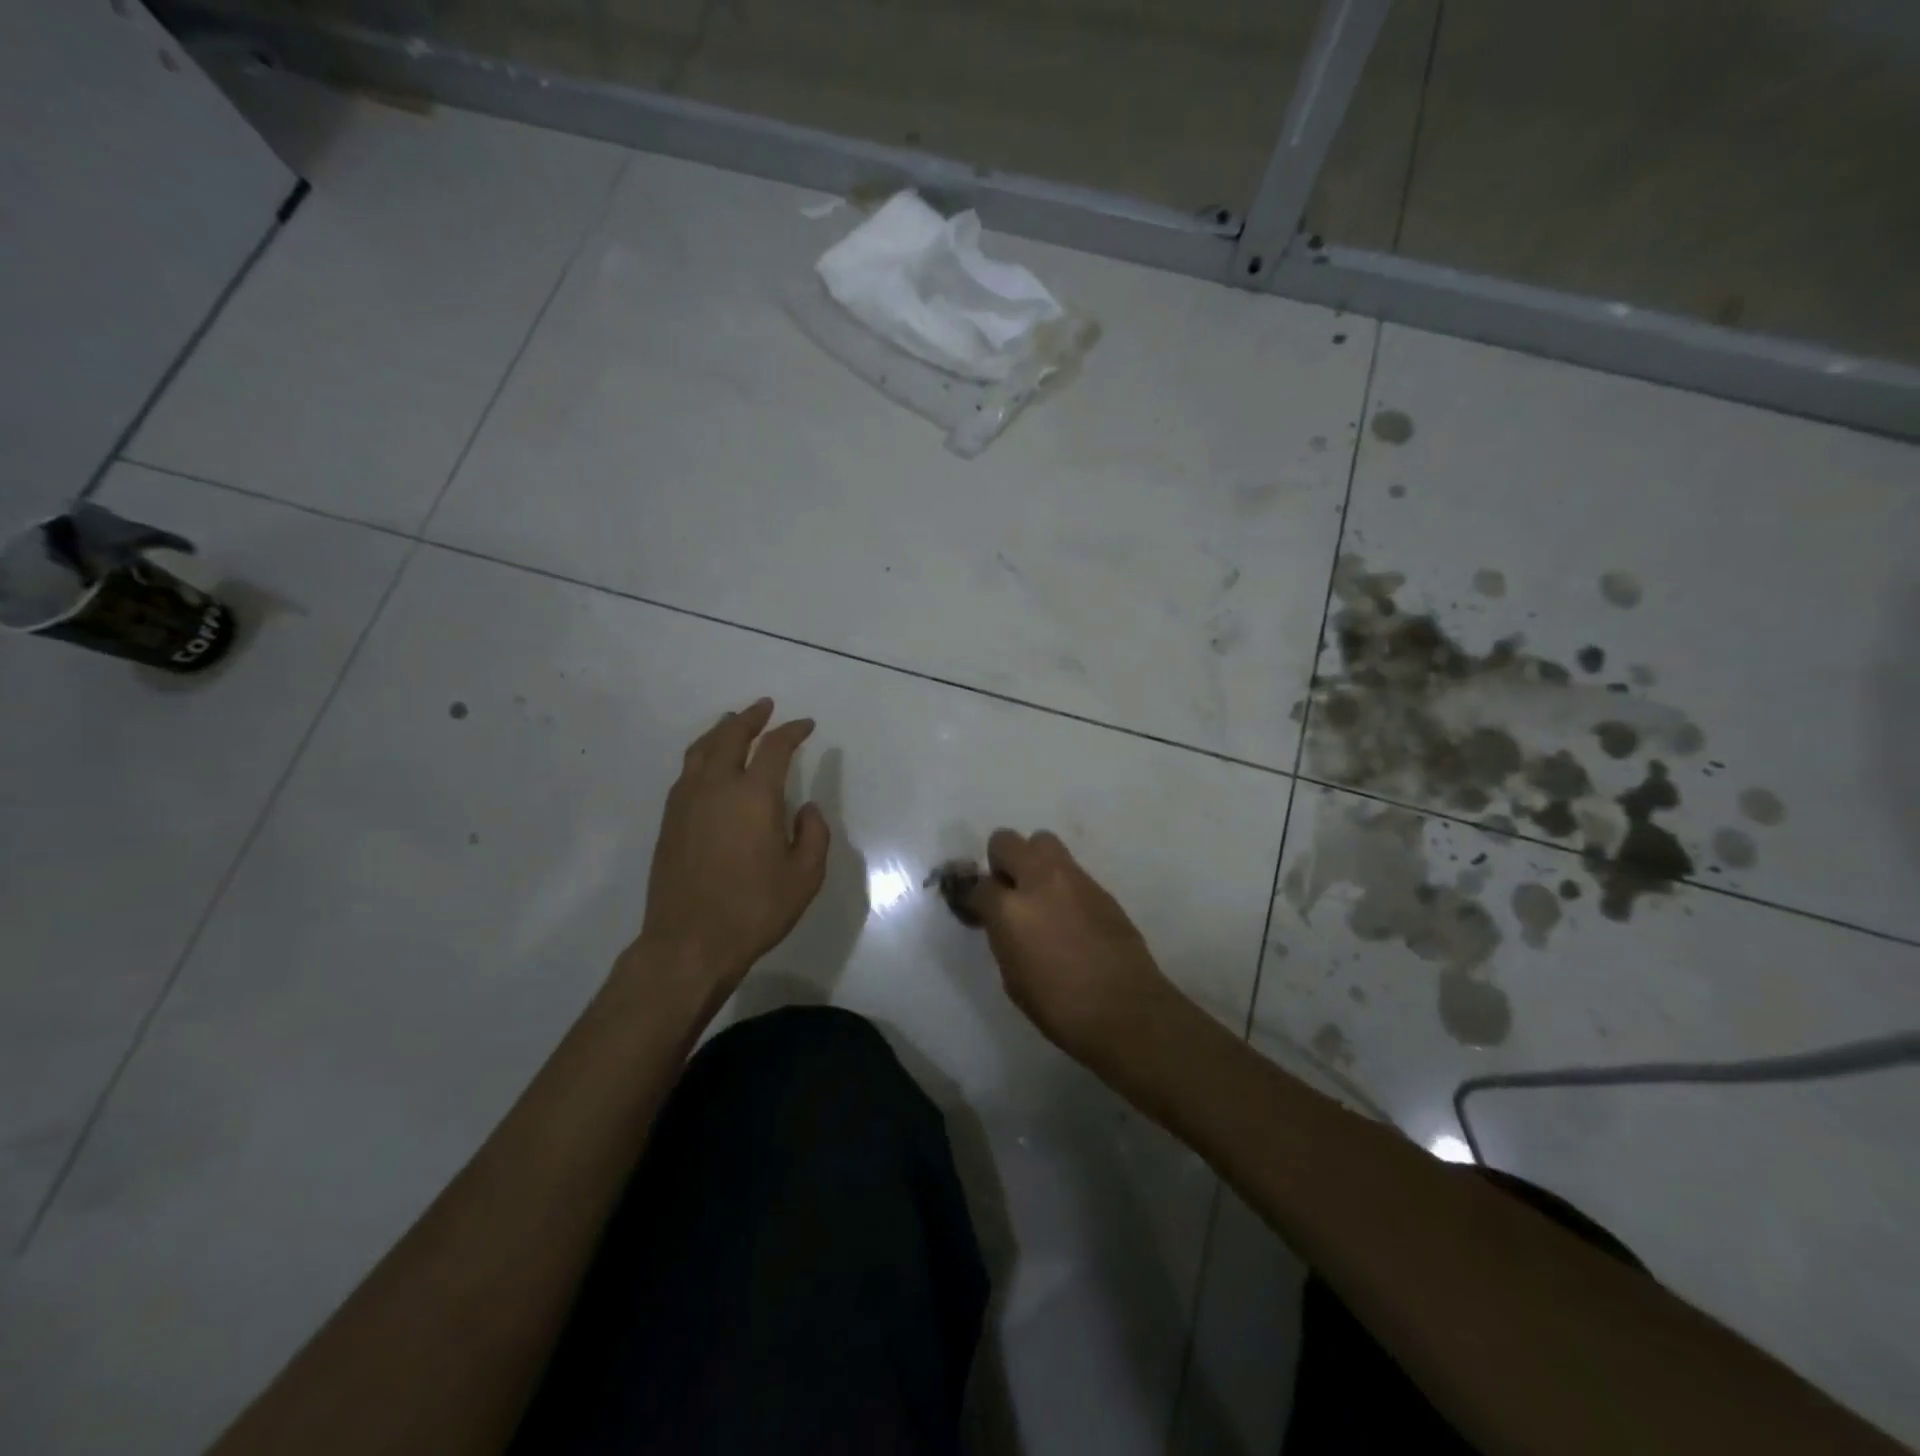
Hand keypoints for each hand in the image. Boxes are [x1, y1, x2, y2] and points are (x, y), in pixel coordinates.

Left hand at [629, 699, 829, 993]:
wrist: (689, 942)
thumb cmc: (754, 909)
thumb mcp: (805, 877)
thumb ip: (814, 835)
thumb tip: (806, 809)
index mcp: (753, 796)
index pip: (775, 748)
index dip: (792, 731)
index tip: (806, 725)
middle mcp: (716, 787)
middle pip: (731, 736)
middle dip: (751, 717)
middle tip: (765, 706)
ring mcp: (686, 802)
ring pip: (701, 750)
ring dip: (721, 731)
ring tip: (732, 723)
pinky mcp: (669, 820)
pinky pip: (687, 772)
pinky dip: (702, 755)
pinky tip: (708, 764)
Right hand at [968, 829, 1174, 1066]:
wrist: (1126, 1010)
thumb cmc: (1060, 1007)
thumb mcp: (1013, 978)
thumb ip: (1003, 937)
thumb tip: (1003, 922)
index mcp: (1009, 909)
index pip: (978, 885)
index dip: (974, 898)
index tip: (979, 911)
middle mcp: (1039, 881)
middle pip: (1006, 841)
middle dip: (1000, 861)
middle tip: (1008, 890)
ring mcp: (1073, 879)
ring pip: (1043, 841)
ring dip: (1033, 860)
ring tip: (1038, 893)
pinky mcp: (1100, 887)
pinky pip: (1071, 868)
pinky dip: (1061, 881)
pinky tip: (1068, 912)